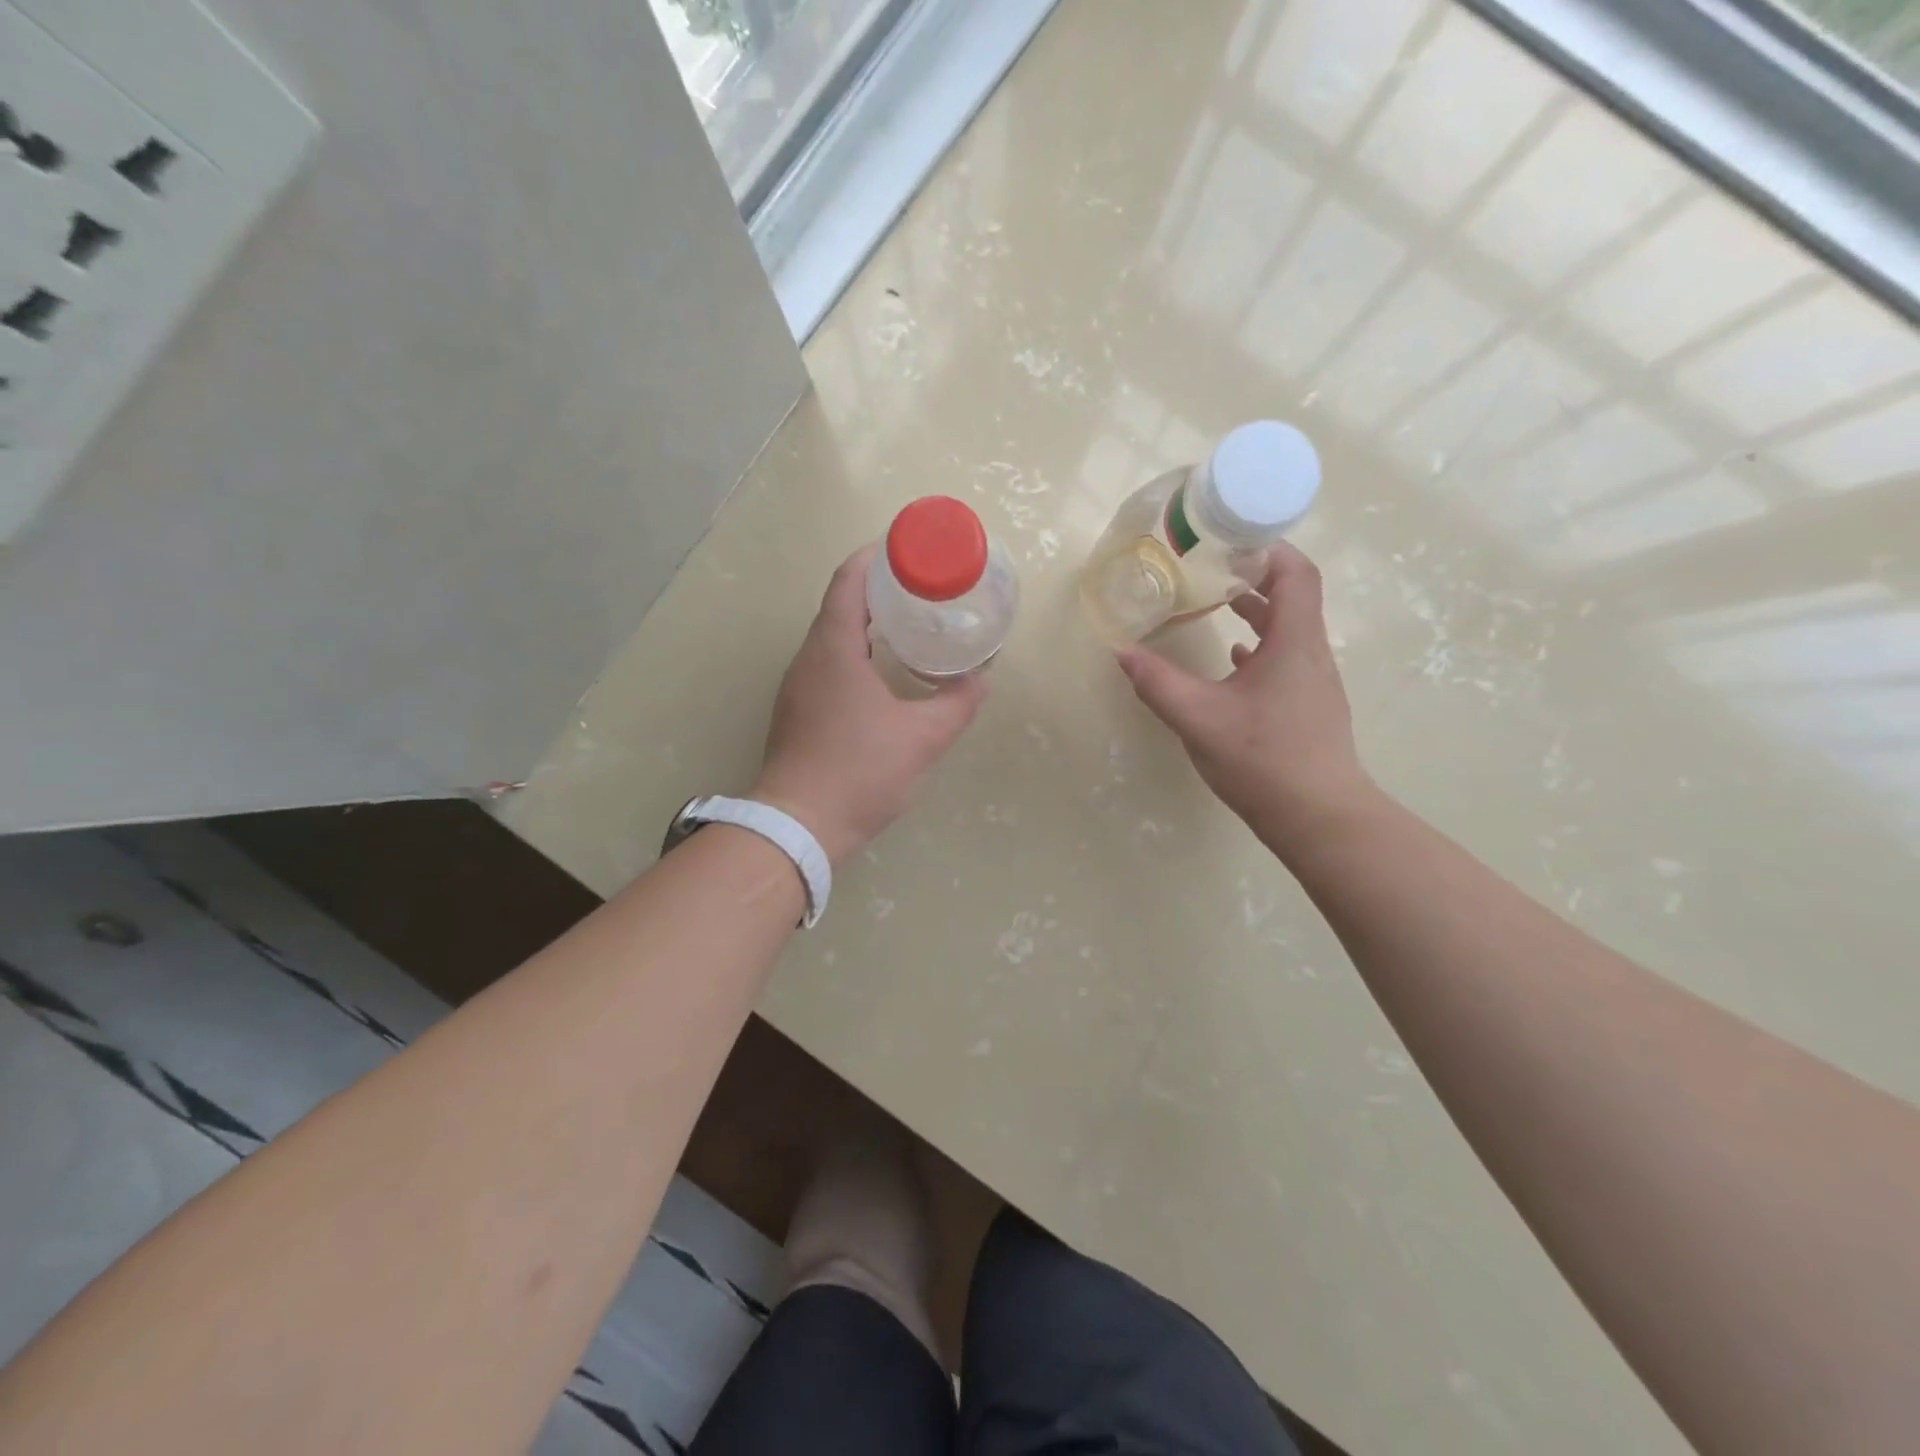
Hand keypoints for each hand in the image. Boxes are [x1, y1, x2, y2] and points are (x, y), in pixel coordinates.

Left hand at [753, 545, 987, 864]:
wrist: (799, 826)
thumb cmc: (859, 772)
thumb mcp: (921, 738)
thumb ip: (957, 704)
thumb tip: (981, 679)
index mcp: (833, 649)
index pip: (848, 582)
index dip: (874, 558)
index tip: (904, 549)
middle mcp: (808, 659)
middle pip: (839, 606)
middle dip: (877, 591)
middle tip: (920, 589)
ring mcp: (797, 687)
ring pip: (831, 639)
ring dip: (865, 624)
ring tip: (906, 626)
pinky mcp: (796, 712)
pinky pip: (826, 665)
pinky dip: (854, 654)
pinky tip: (880, 674)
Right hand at [1116, 543, 1375, 855]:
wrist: (1319, 817)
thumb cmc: (1264, 760)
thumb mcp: (1199, 719)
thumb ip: (1158, 683)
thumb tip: (1122, 651)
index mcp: (1294, 643)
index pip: (1296, 573)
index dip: (1269, 549)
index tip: (1231, 540)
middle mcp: (1311, 653)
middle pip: (1293, 596)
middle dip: (1254, 576)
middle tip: (1211, 568)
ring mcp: (1314, 681)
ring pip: (1289, 630)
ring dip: (1257, 611)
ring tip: (1217, 604)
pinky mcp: (1309, 706)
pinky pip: (1286, 659)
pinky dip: (1259, 648)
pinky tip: (1232, 661)